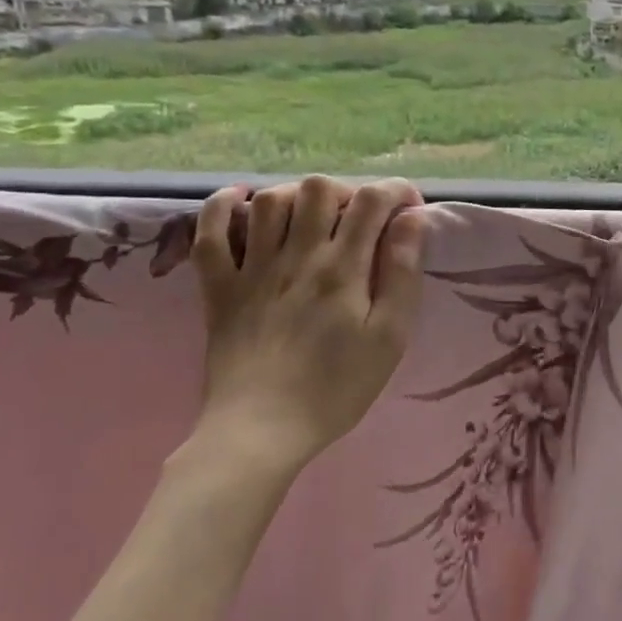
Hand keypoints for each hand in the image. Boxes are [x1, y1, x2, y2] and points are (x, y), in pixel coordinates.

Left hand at [187, 175, 425, 474]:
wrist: (260, 431)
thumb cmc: (336, 387)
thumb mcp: (390, 336)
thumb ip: (402, 272)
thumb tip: (413, 220)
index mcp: (343, 268)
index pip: (373, 201)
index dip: (397, 192)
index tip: (410, 210)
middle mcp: (296, 255)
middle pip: (319, 189)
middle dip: (348, 192)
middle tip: (361, 220)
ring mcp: (251, 269)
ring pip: (269, 200)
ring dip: (297, 196)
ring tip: (313, 218)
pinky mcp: (218, 288)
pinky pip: (208, 233)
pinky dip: (219, 206)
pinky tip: (239, 200)